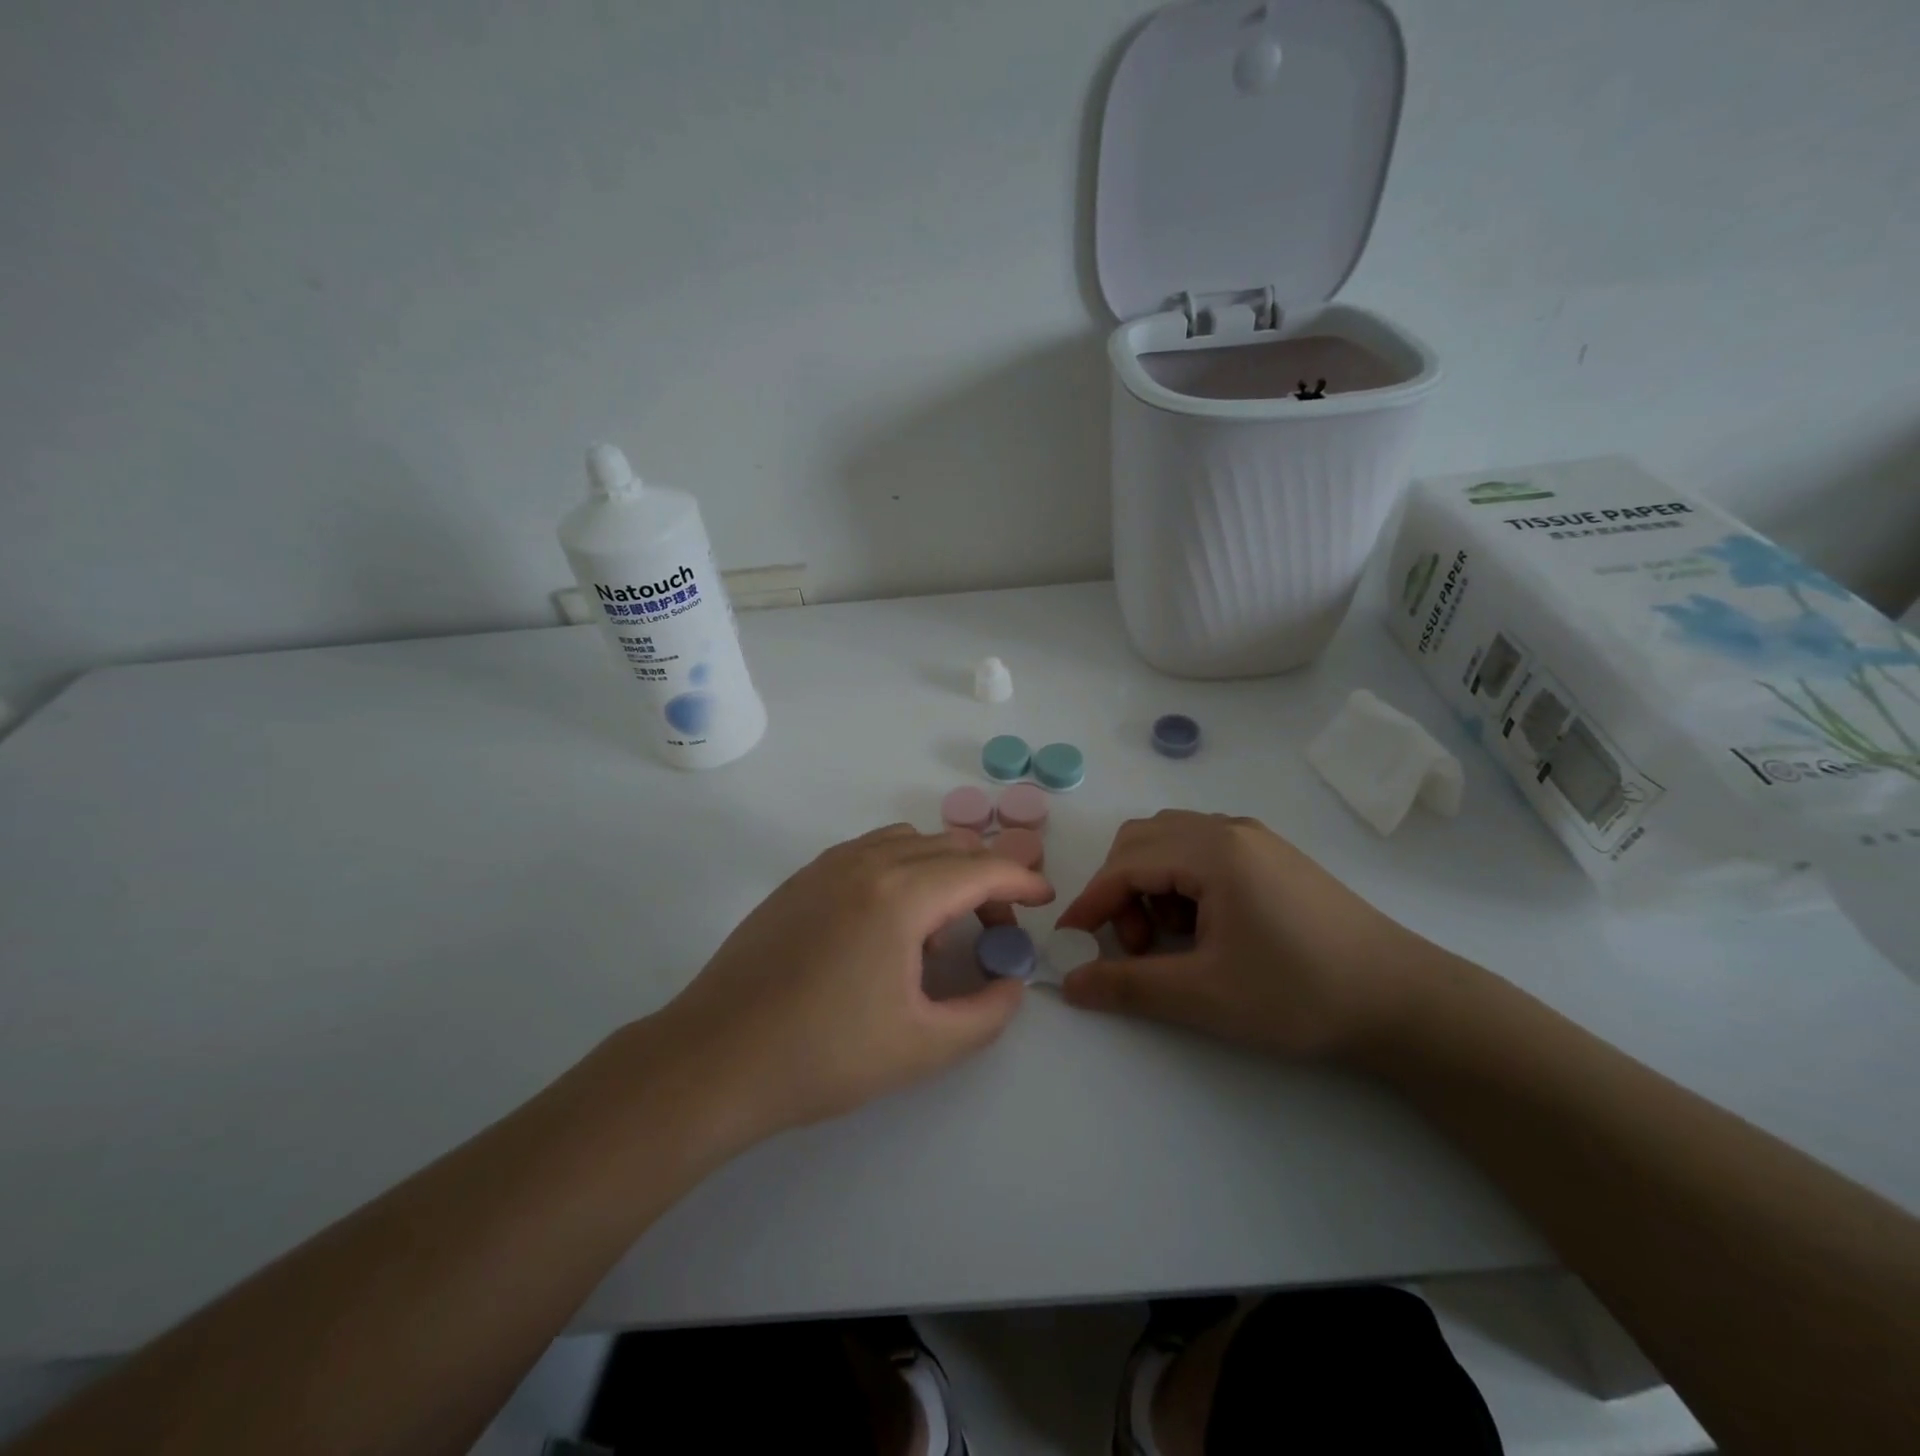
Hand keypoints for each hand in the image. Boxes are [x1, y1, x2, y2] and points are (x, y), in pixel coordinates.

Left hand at [647, 825, 1053, 1146]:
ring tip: (945, 922)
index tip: (1044, 900)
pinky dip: (903, 865)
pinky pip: (870, 850)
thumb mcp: (923, 1047)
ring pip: (908, 841)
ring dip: (943, 866)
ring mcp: (827, 865)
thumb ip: (986, 1013)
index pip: (981, 869)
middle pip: (948, 847)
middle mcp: (866, 863)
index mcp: (900, 895)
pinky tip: (892, 918)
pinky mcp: (801, 878)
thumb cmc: (824, 1056)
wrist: (715, 1058)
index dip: (1021, 880)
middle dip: (987, 877)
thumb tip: (1010, 983)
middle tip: (998, 927)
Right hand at [1054, 811, 1429, 1058]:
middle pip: (1143, 839)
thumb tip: (1069, 983)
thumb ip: (1128, 986)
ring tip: (1171, 939)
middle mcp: (1230, 830)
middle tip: (1133, 943)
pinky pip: (1203, 852)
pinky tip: (1205, 928)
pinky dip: (1182, 882)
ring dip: (1150, 884)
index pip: (1126, 864)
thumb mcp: (1205, 996)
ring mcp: (1255, 839)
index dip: (1091, 902)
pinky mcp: (1273, 857)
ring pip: (1172, 842)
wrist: (1404, 1001)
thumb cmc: (1299, 993)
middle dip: (1120, 889)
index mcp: (1214, 851)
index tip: (1070, 941)